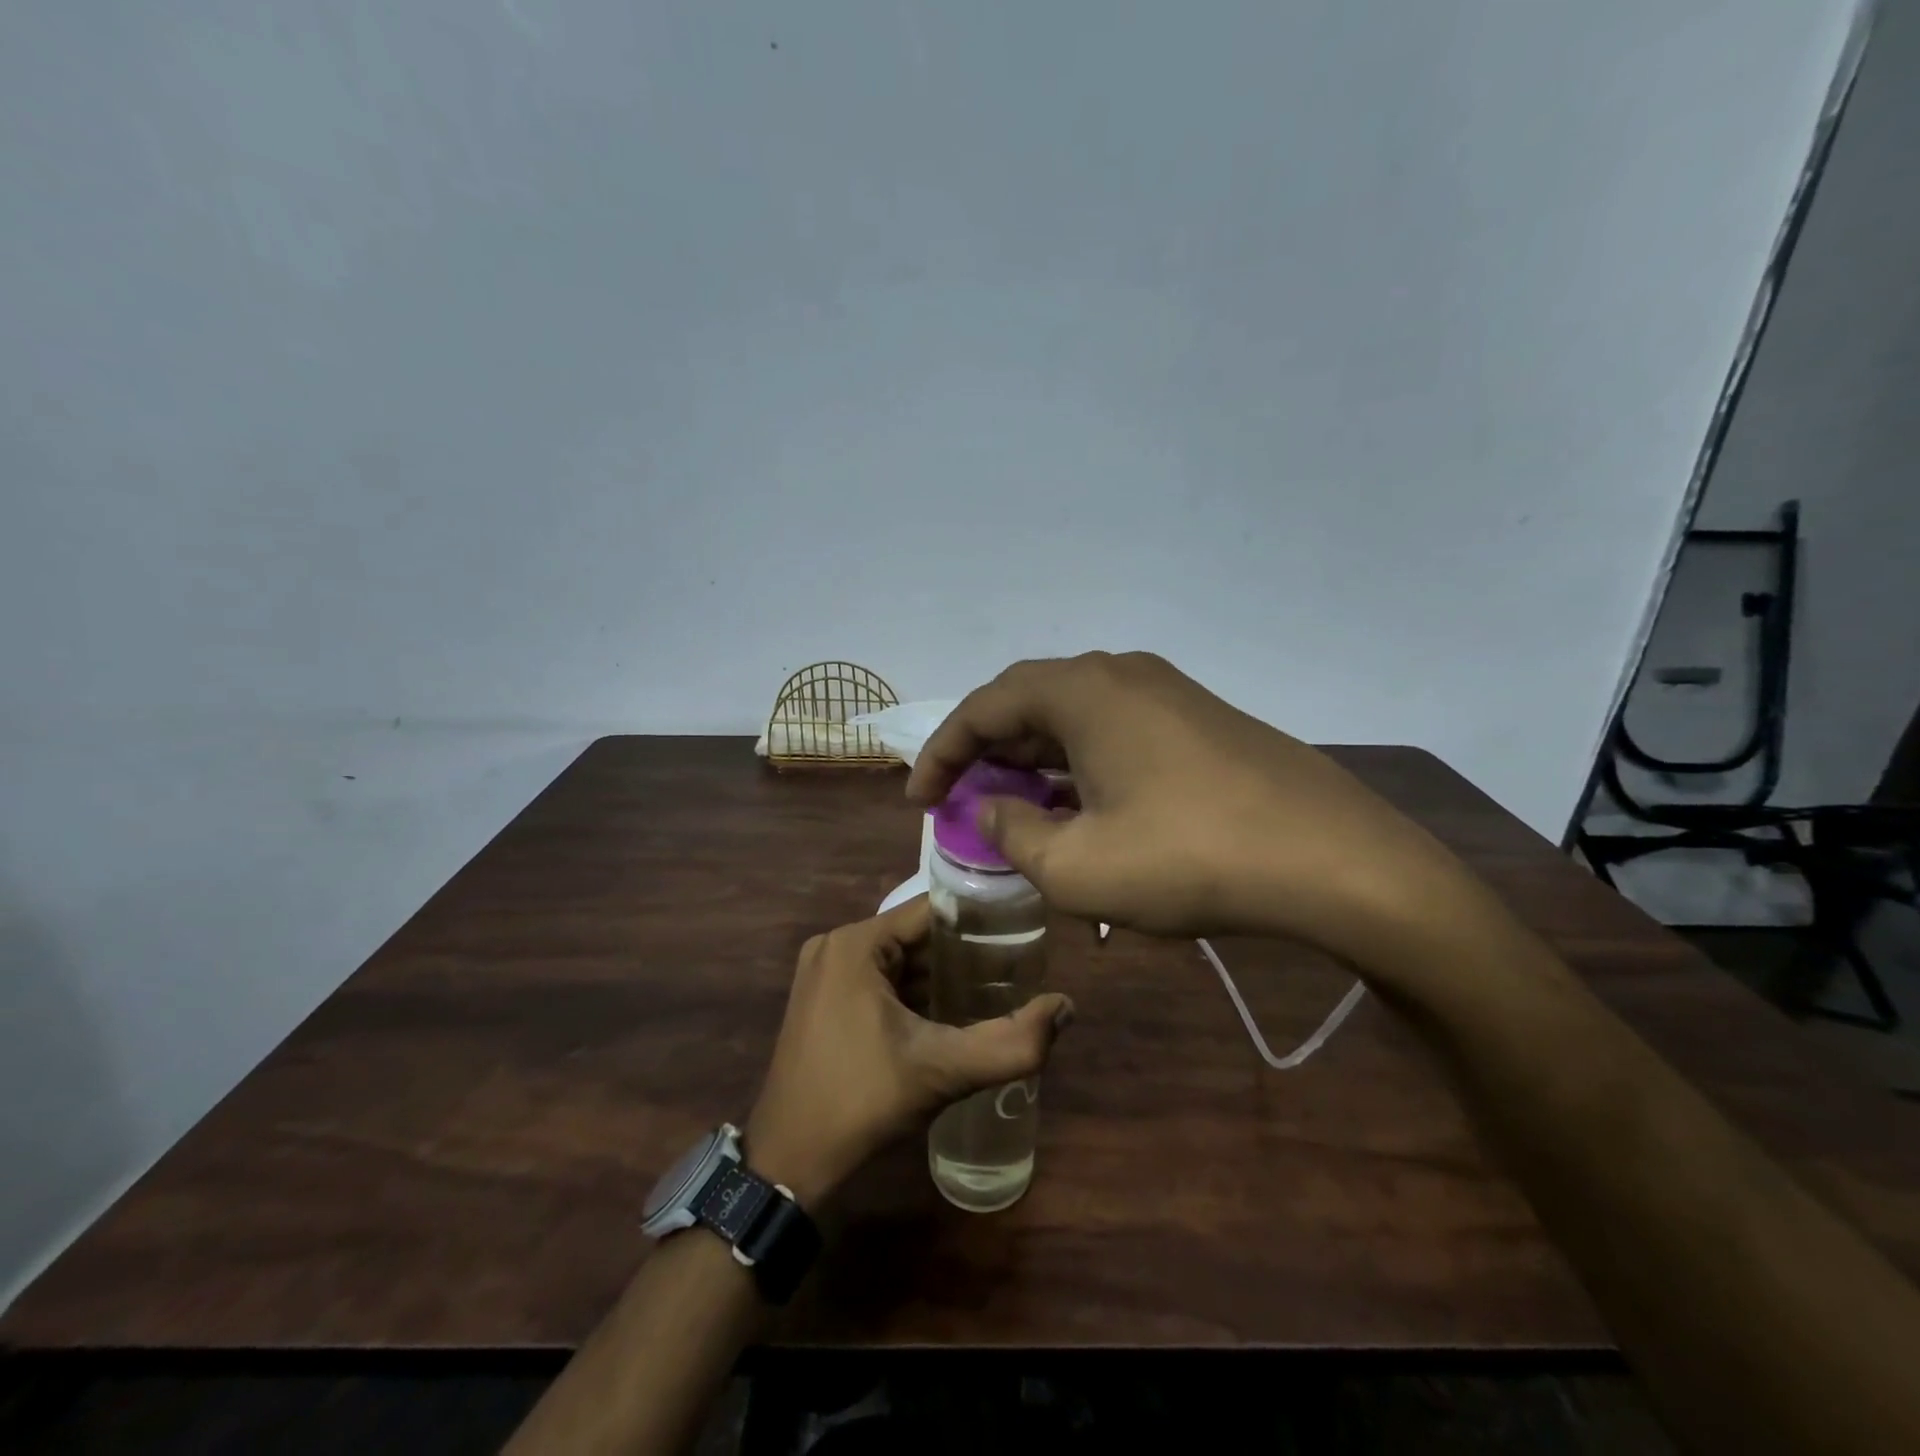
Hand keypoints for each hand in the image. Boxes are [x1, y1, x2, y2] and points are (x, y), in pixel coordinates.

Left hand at [744, 899, 1072, 1205]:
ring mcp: (823, 974)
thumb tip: (1067, 1007)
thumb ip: (1011, 1042)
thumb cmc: (861, 1104)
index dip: (978, 922)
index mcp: (855, 943)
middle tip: (1015, 971)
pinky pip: (877, 981)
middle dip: (963, 954)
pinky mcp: (821, 1001)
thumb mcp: (942, 1071)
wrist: (787, 1166)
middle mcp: (834, 946)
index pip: (931, 911)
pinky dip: (912, 994)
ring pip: (897, 960)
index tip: (1022, 936)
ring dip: (939, 977)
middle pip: (915, 935)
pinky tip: (948, 1016)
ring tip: (992, 991)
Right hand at [906, 652, 1472, 967]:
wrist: (1335, 862)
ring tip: (1016, 815)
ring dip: (1036, 764)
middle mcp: (1122, 675)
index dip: (942, 754)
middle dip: (987, 756)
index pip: (984, 707)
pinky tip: (1082, 813)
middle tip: (963, 805)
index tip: (919, 800)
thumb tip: (989, 813)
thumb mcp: (1078, 866)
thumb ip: (1014, 835)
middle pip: (1029, 705)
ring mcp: (1168, 694)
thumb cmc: (1190, 859)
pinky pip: (1116, 734)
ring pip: (1075, 721)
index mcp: (1083, 691)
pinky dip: (1081, 768)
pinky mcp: (1200, 722)